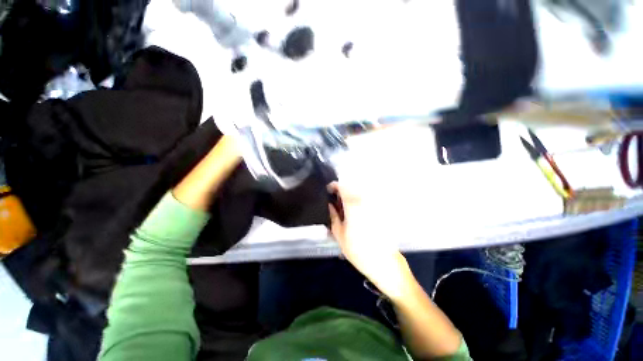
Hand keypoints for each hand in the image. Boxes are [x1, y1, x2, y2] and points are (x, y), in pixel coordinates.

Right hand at [327, 182, 412, 299]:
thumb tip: (330, 205)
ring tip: (345, 208)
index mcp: (353, 206)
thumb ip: (333, 216)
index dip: (334, 186)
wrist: (383, 262)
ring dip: (350, 196)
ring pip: (359, 193)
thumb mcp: (339, 234)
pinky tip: (356, 214)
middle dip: (342, 192)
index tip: (329, 190)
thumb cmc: (358, 250)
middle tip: (336, 201)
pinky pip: (367, 201)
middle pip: (352, 188)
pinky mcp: (380, 211)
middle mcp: (365, 202)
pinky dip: (359, 202)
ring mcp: (374, 206)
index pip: (343, 187)